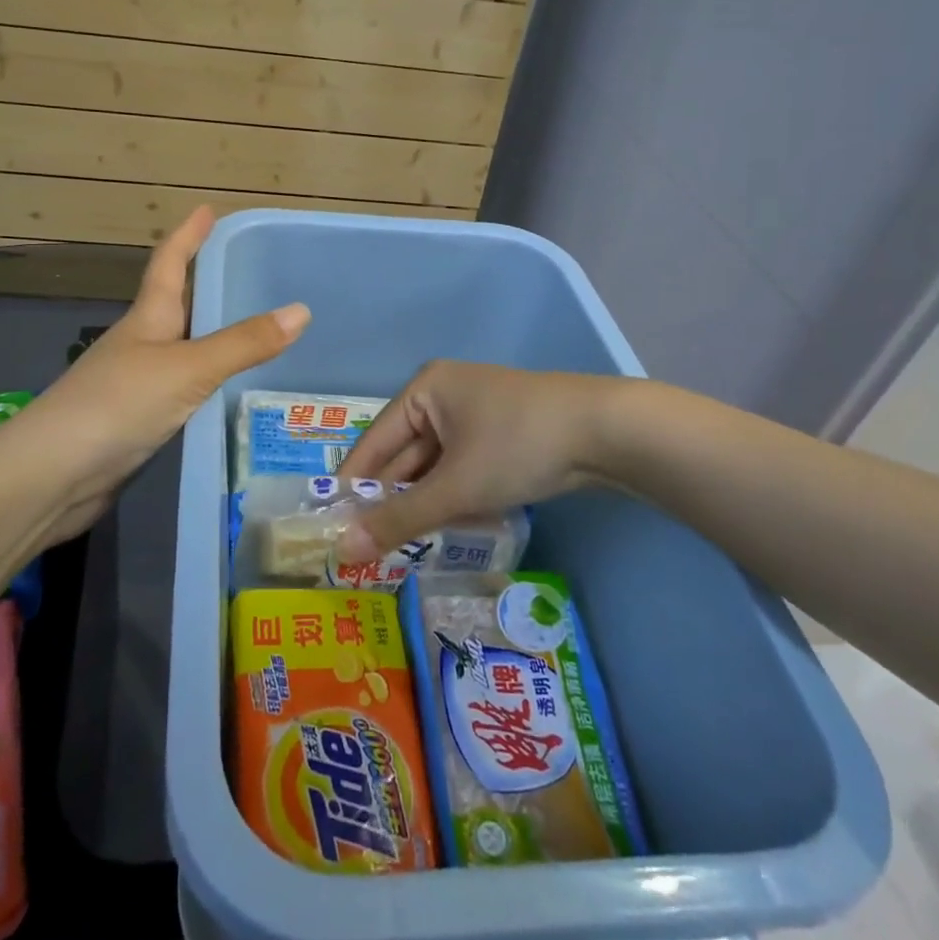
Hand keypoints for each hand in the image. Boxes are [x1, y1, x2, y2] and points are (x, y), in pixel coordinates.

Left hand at [0, 206, 308, 546]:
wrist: (53, 476)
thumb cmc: (117, 405)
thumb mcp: (187, 368)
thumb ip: (243, 343)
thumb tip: (301, 310)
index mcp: (147, 318)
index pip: (169, 263)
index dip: (188, 235)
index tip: (207, 209)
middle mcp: (141, 343)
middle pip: (176, 304)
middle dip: (205, 283)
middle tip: (247, 272)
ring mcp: (136, 383)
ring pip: (183, 348)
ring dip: (212, 336)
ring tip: (255, 331)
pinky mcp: (138, 421)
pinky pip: (184, 389)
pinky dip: (209, 382)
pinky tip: (231, 392)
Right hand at [336, 362, 606, 561]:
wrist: (607, 432)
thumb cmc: (517, 445)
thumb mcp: (456, 485)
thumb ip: (400, 518)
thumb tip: (345, 549)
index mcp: (425, 390)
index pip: (374, 441)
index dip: (353, 484)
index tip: (331, 526)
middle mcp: (445, 395)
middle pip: (405, 454)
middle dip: (392, 499)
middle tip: (366, 548)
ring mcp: (476, 413)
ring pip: (436, 465)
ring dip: (424, 503)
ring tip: (401, 548)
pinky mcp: (502, 433)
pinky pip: (462, 467)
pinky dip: (453, 496)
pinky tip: (447, 530)